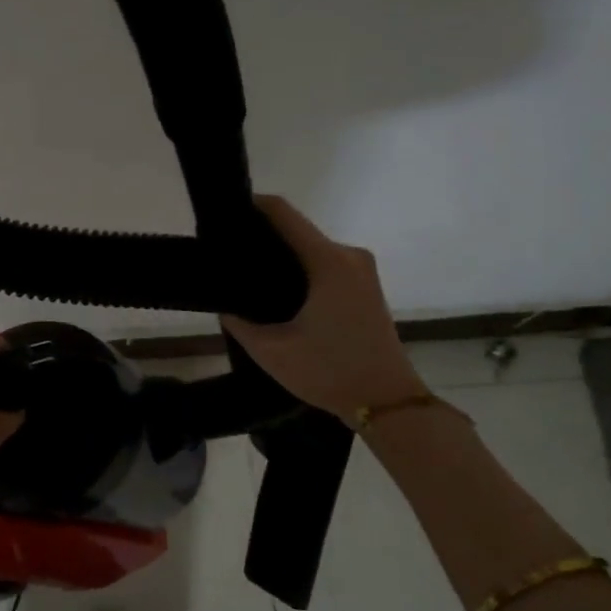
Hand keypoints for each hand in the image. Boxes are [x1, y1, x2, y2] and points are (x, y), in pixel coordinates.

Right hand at [221, 196, 425, 421]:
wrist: (388, 404)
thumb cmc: (330, 372)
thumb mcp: (272, 351)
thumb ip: (240, 322)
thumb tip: (225, 304)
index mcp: (328, 263)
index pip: (284, 213)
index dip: (251, 205)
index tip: (222, 213)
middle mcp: (348, 256)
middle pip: (297, 229)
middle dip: (261, 235)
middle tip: (225, 253)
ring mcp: (361, 270)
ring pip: (310, 248)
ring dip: (280, 255)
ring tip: (244, 273)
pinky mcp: (364, 286)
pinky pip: (324, 264)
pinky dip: (298, 269)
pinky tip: (275, 290)